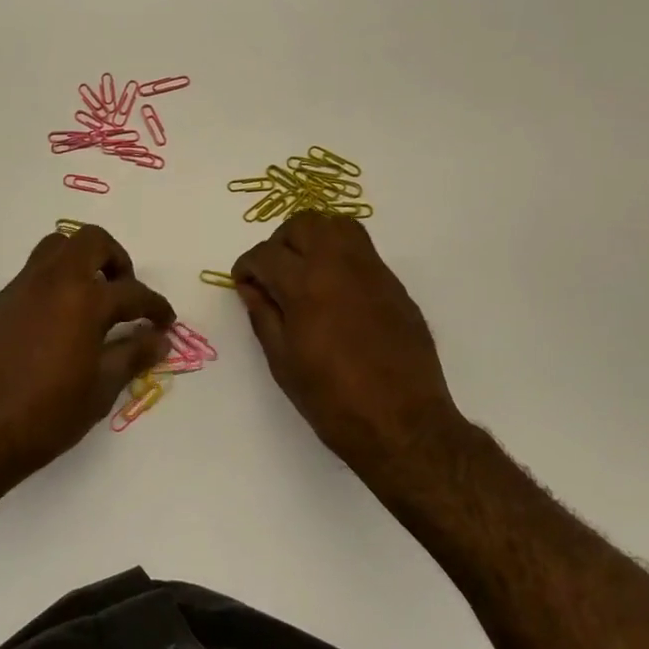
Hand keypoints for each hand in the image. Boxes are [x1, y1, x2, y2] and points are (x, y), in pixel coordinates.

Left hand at [0, 226, 174, 489]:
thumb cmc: (47, 415)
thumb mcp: (100, 389)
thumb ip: (132, 355)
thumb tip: (160, 339)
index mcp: (84, 300)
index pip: (132, 292)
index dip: (156, 306)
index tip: (165, 321)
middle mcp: (53, 281)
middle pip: (91, 241)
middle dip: (116, 260)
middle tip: (123, 292)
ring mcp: (21, 287)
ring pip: (56, 247)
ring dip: (81, 261)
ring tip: (91, 297)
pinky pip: (33, 273)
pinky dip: (54, 282)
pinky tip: (57, 321)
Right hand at [233, 212, 465, 487]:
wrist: (404, 425)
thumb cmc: (333, 401)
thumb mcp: (283, 363)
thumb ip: (263, 316)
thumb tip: (251, 287)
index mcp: (306, 286)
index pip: (266, 254)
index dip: (247, 266)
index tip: (244, 283)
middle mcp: (340, 267)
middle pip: (303, 224)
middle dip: (280, 242)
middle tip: (273, 272)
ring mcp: (373, 272)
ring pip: (338, 225)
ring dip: (313, 238)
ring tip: (304, 269)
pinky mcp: (394, 285)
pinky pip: (362, 250)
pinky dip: (340, 255)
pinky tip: (334, 289)